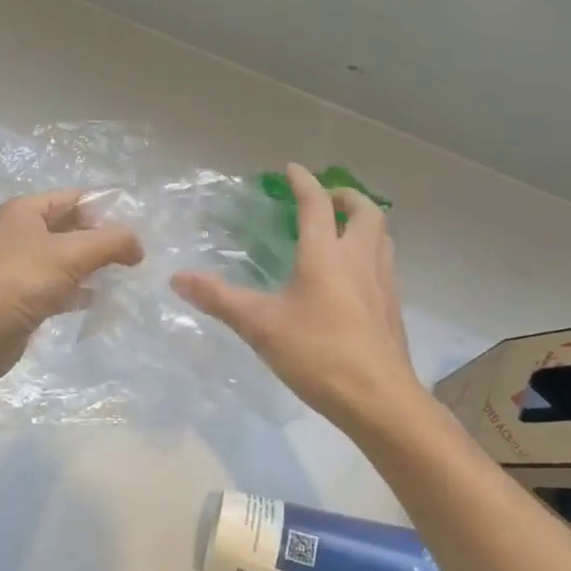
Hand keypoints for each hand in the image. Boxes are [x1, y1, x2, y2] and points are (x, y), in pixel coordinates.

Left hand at [0, 189, 144, 386]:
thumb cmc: (18, 283)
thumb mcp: (70, 254)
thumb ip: (110, 243)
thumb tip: (138, 246)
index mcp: (25, 211)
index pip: (74, 198)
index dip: (106, 208)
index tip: (139, 226)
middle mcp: (21, 233)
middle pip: (72, 228)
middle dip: (103, 239)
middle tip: (138, 254)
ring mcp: (22, 266)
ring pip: (68, 259)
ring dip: (95, 266)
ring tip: (128, 275)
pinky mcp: (25, 296)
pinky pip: (60, 286)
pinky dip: (80, 290)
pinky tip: (102, 299)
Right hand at [171, 164, 421, 429]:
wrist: (379, 400)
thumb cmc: (318, 355)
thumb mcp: (260, 326)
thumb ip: (219, 299)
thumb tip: (177, 277)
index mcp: (326, 255)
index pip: (317, 205)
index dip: (303, 182)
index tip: (291, 169)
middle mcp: (360, 260)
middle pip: (364, 212)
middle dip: (345, 196)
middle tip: (326, 198)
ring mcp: (383, 284)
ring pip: (382, 237)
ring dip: (364, 223)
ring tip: (343, 230)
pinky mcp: (393, 308)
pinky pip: (386, 265)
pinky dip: (371, 253)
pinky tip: (355, 277)